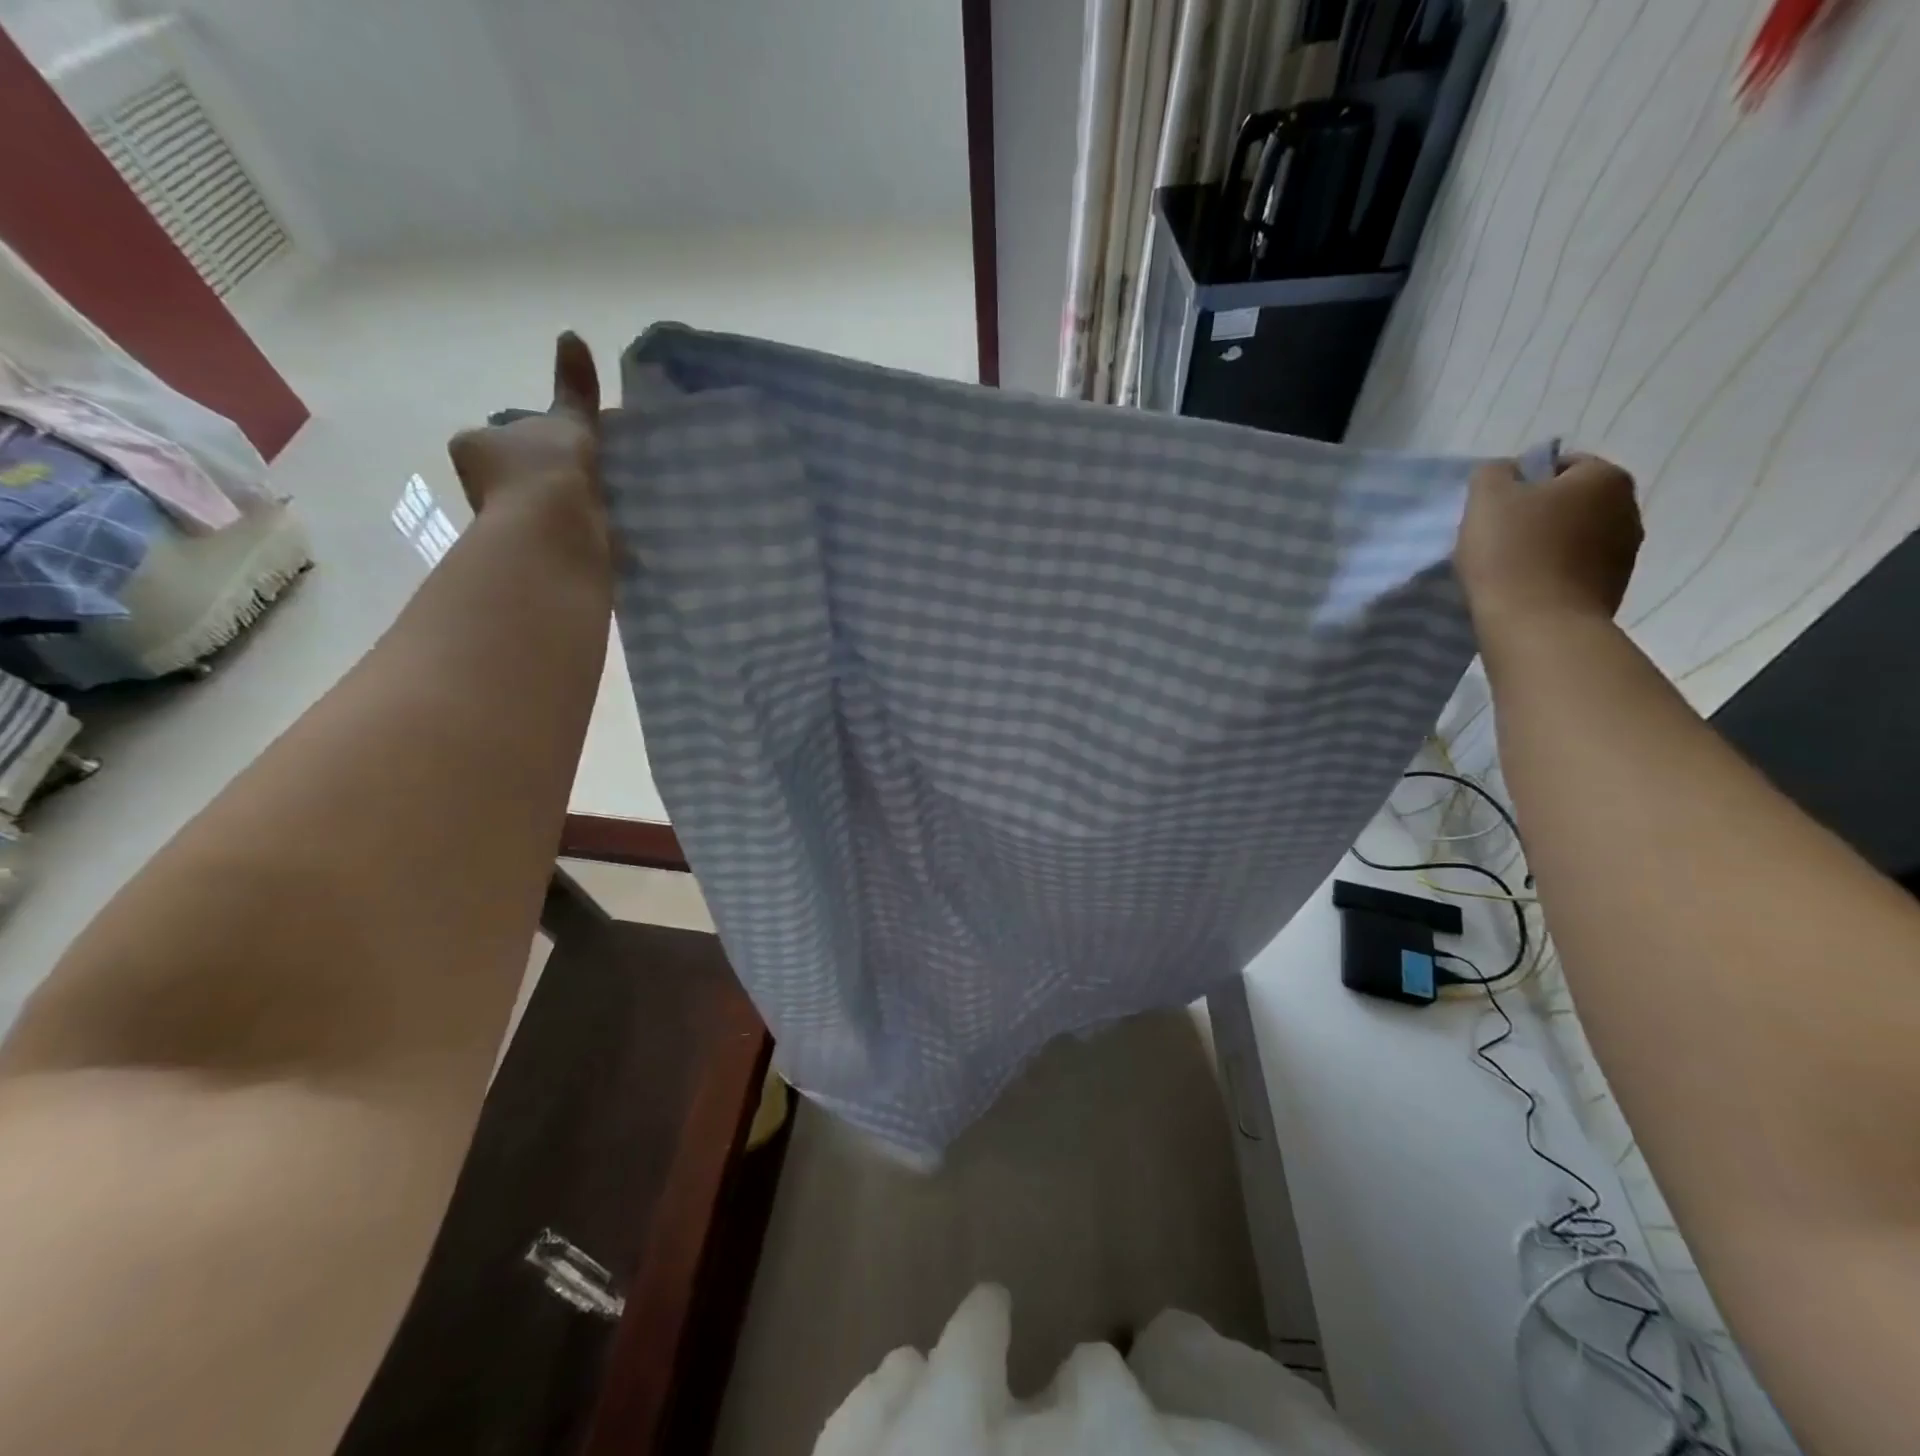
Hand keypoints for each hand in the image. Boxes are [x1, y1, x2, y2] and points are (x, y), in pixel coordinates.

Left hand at [447, 332, 603, 529]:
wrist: (554, 532)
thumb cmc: (548, 469)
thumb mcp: (567, 420)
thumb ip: (573, 388)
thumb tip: (571, 335)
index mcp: (476, 444)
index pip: (501, 438)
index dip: (533, 440)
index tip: (566, 449)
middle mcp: (479, 485)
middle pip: (517, 475)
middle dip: (545, 477)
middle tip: (587, 477)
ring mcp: (502, 524)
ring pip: (535, 509)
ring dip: (560, 509)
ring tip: (602, 507)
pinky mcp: (528, 555)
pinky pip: (553, 539)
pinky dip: (572, 537)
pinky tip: (599, 535)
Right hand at [1455, 453, 1642, 628]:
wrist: (1538, 625)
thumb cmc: (1511, 553)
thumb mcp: (1486, 498)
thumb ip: (1493, 473)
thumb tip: (1506, 472)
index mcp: (1604, 477)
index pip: (1561, 465)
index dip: (1523, 483)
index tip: (1496, 510)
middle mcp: (1629, 507)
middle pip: (1571, 501)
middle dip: (1539, 515)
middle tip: (1498, 538)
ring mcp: (1627, 551)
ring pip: (1576, 536)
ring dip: (1548, 545)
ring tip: (1510, 568)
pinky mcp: (1614, 587)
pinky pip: (1578, 569)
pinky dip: (1555, 573)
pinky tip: (1527, 589)